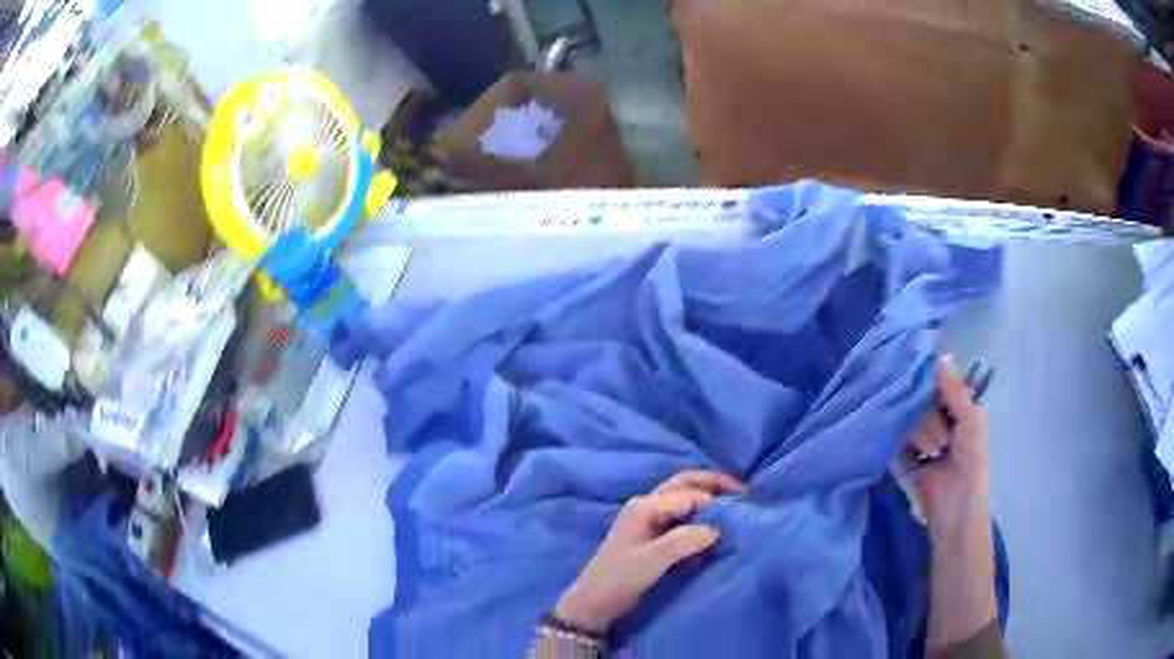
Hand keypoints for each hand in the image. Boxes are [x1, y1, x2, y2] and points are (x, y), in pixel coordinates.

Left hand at [554, 470, 744, 633]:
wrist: (594, 602)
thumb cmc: (619, 579)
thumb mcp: (652, 561)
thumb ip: (684, 541)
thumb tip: (716, 528)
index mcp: (645, 506)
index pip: (689, 495)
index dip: (716, 501)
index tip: (741, 512)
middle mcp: (646, 506)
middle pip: (685, 484)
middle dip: (714, 485)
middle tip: (743, 493)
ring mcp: (648, 519)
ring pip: (683, 498)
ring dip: (708, 498)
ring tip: (733, 507)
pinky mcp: (651, 535)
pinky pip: (681, 517)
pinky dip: (699, 516)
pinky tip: (714, 528)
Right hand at [911, 358, 999, 648]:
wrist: (955, 508)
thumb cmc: (972, 463)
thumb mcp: (971, 422)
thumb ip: (955, 391)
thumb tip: (941, 356)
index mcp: (959, 407)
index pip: (940, 381)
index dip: (933, 380)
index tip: (926, 380)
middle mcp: (939, 417)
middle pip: (922, 398)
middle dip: (931, 418)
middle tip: (942, 439)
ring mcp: (920, 436)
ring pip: (910, 417)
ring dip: (922, 435)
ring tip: (933, 453)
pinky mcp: (904, 454)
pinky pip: (896, 436)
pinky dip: (905, 444)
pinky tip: (917, 454)